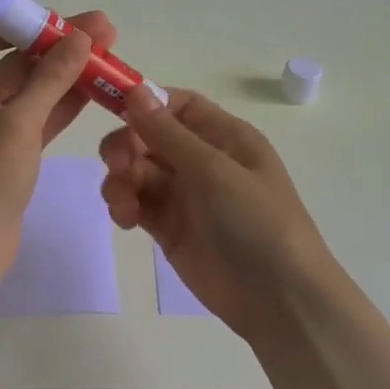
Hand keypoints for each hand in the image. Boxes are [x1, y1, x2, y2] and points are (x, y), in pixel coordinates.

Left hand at [0, 10, 116, 265]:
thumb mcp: (17, 122)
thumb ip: (51, 77)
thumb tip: (81, 36)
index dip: (17, 26)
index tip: (57, 22)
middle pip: (12, 62)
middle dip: (56, 48)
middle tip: (103, 30)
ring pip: (30, 91)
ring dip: (66, 75)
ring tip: (109, 53)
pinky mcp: (7, 153)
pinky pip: (37, 118)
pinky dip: (62, 105)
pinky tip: (96, 89)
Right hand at [100, 87, 336, 340]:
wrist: (277, 299)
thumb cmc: (255, 222)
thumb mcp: (213, 170)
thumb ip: (168, 132)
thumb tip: (135, 89)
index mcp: (224, 137)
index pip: (176, 105)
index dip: (144, 103)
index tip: (112, 109)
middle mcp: (202, 160)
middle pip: (148, 136)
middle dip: (126, 146)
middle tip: (118, 166)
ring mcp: (184, 195)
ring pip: (136, 170)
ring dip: (120, 180)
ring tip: (124, 205)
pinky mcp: (168, 227)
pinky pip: (136, 202)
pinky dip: (124, 205)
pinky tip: (126, 220)